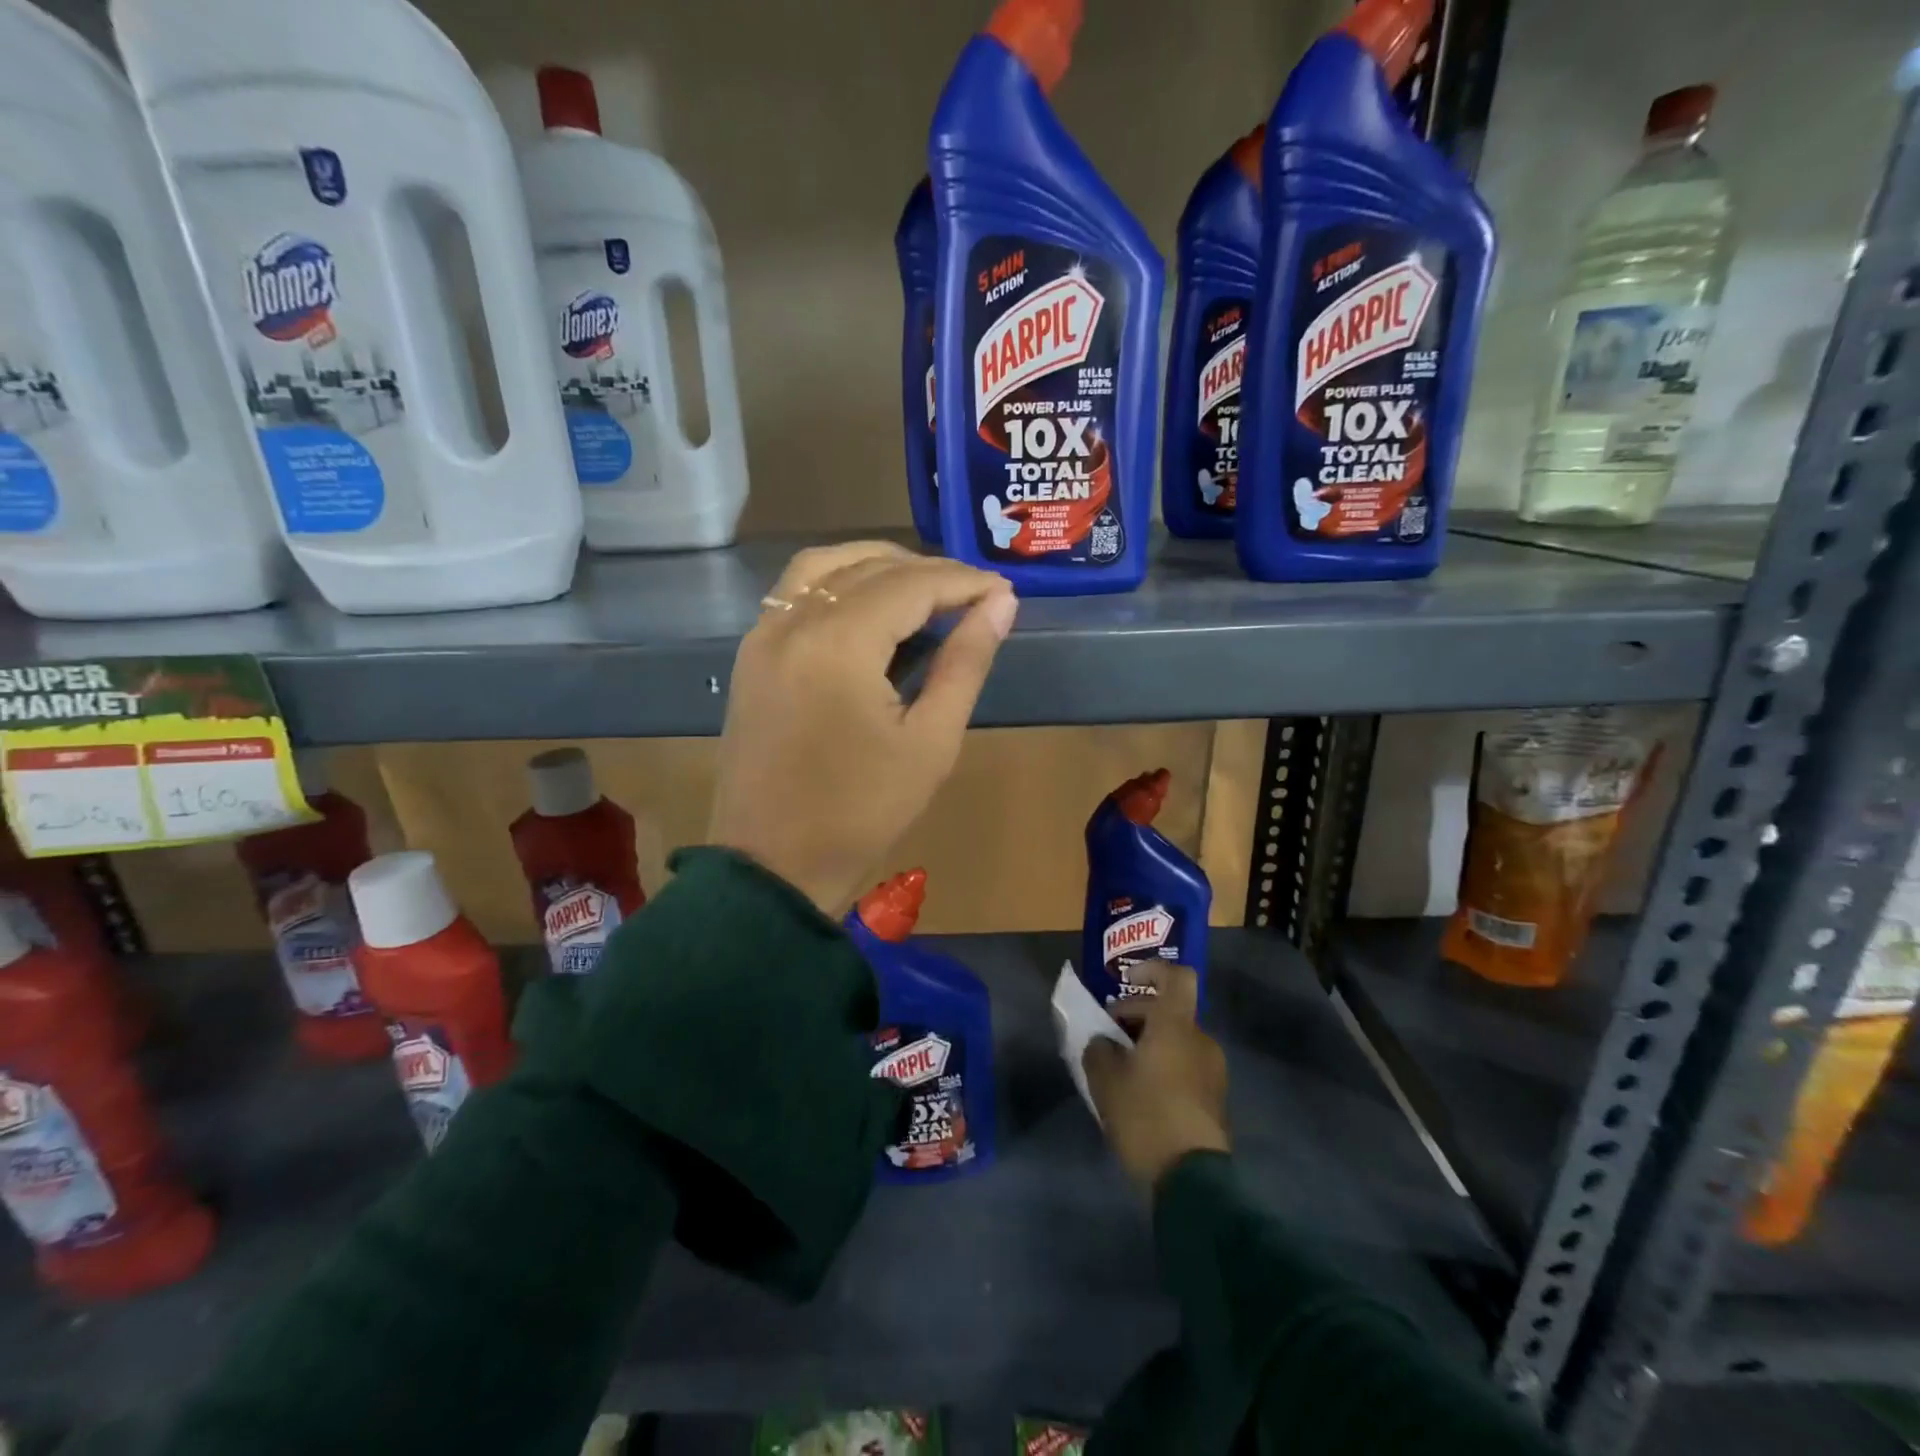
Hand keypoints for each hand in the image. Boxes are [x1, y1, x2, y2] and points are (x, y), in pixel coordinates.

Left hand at [708, 541, 1017, 915]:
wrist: (772, 866)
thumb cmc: (861, 813)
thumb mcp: (930, 742)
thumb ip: (966, 664)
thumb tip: (1001, 605)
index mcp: (839, 643)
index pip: (912, 585)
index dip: (963, 582)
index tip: (1003, 593)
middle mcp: (793, 623)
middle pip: (868, 567)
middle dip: (927, 572)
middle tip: (973, 596)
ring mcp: (763, 636)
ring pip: (824, 568)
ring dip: (877, 565)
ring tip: (924, 591)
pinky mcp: (751, 656)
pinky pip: (794, 593)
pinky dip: (837, 583)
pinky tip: (868, 608)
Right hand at [1084, 965, 1229, 1186]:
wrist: (1193, 1181)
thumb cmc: (1146, 1115)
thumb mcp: (1106, 1080)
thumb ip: (1098, 1050)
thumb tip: (1103, 1042)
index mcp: (1176, 1025)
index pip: (1176, 977)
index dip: (1151, 969)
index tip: (1126, 981)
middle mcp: (1200, 1040)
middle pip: (1168, 1011)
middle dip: (1135, 1017)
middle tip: (1106, 1039)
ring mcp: (1212, 1071)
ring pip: (1176, 1040)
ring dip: (1148, 1044)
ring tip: (1119, 1070)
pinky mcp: (1214, 1099)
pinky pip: (1184, 1066)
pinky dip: (1162, 1067)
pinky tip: (1139, 1094)